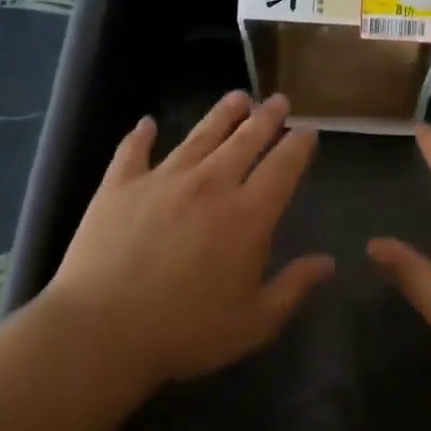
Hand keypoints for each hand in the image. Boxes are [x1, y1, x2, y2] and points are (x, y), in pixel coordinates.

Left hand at [42, 91, 334, 382]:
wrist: (102, 332)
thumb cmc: (186, 332)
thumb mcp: (254, 322)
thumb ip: (294, 287)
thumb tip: (328, 262)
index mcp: (248, 216)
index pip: (283, 168)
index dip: (299, 146)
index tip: (308, 131)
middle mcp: (209, 185)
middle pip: (245, 141)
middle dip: (266, 118)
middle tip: (279, 101)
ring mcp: (161, 180)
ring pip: (200, 136)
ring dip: (221, 115)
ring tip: (238, 97)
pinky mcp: (119, 186)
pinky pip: (134, 151)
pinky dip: (142, 135)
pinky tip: (147, 123)